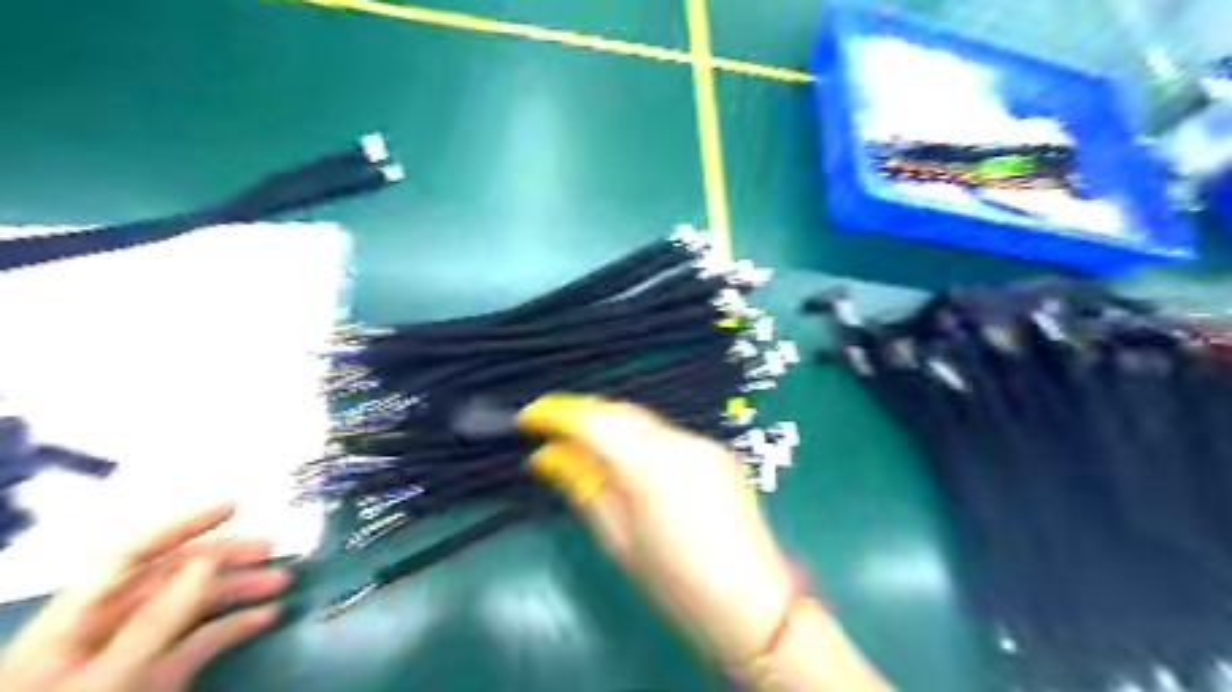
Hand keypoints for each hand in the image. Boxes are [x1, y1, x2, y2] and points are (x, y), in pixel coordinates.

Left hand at [0, 503, 291, 691]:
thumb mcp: (108, 676)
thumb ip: (155, 620)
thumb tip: (207, 562)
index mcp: (75, 619)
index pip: (131, 554)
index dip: (182, 524)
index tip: (236, 505)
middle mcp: (106, 627)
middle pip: (171, 575)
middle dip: (225, 556)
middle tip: (271, 548)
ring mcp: (133, 652)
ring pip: (193, 604)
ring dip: (240, 588)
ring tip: (282, 580)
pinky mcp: (156, 676)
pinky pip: (201, 640)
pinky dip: (236, 625)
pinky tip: (267, 616)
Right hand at [514, 394, 792, 658]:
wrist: (752, 605)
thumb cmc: (675, 583)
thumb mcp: (618, 540)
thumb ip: (583, 487)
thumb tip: (546, 457)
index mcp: (651, 464)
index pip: (593, 420)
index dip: (555, 413)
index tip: (526, 419)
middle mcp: (680, 441)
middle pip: (620, 412)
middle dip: (581, 415)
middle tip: (549, 433)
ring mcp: (703, 444)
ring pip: (644, 421)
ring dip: (610, 428)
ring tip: (583, 450)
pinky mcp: (717, 453)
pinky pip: (666, 436)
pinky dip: (638, 441)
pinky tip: (629, 464)